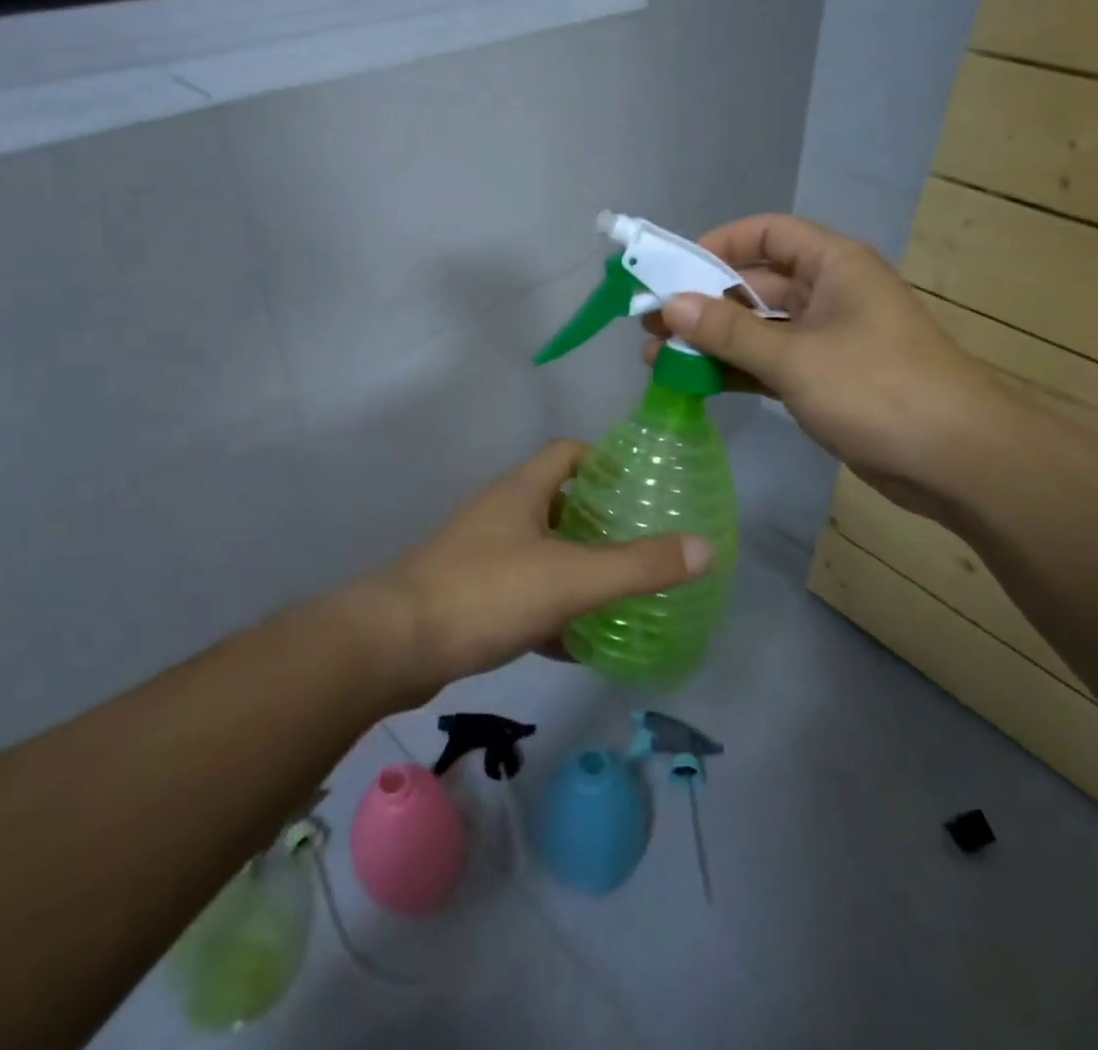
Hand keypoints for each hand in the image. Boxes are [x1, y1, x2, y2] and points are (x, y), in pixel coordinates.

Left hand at [356, 440, 711, 702]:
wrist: (392, 645)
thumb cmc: (485, 593)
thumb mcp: (570, 578)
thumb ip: (637, 566)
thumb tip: (705, 548)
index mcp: (521, 491)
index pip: (568, 452)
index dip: (605, 461)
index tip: (641, 486)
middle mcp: (499, 514)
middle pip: (557, 501)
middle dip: (598, 521)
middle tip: (641, 544)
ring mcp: (479, 555)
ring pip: (539, 550)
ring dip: (575, 567)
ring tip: (618, 591)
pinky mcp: (467, 596)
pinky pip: (521, 592)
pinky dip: (550, 609)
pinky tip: (575, 642)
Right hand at [642, 214, 1014, 512]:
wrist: (956, 460)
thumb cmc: (878, 389)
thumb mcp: (795, 358)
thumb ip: (729, 331)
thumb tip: (670, 305)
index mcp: (833, 265)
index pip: (767, 234)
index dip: (718, 244)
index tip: (673, 270)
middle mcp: (829, 293)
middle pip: (755, 284)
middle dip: (703, 302)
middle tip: (649, 324)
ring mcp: (826, 338)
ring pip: (758, 328)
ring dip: (712, 341)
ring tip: (657, 358)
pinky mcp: (825, 379)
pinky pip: (769, 363)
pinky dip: (735, 370)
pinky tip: (694, 382)